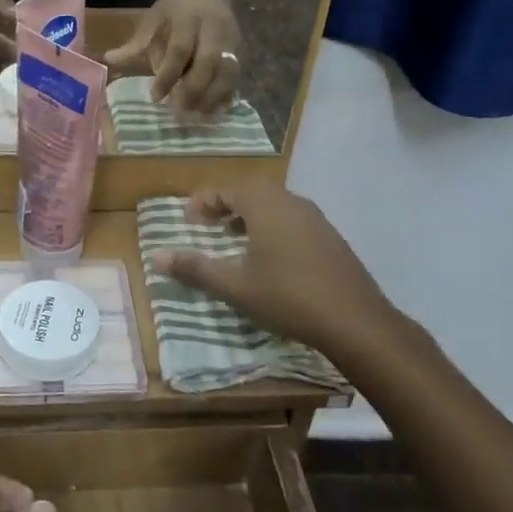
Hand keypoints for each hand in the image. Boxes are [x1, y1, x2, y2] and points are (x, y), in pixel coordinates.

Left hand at [105, 0, 239, 111]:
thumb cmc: (174, 6)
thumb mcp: (153, 18)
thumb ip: (135, 43)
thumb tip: (108, 61)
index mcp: (188, 19)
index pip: (179, 50)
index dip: (168, 75)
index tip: (156, 96)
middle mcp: (213, 29)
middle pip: (209, 62)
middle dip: (194, 89)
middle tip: (178, 111)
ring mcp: (231, 40)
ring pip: (227, 72)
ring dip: (212, 97)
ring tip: (195, 116)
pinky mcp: (241, 50)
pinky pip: (236, 77)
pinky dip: (226, 96)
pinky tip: (213, 112)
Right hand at [152, 184, 400, 358]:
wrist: (355, 321)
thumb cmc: (288, 297)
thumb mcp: (235, 286)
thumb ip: (196, 268)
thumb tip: (156, 257)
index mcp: (265, 206)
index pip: (228, 190)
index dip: (205, 201)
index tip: (189, 219)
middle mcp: (291, 202)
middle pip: (253, 191)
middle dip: (228, 204)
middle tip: (210, 225)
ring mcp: (316, 218)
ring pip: (276, 204)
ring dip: (252, 214)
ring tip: (236, 238)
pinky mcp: (331, 237)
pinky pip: (294, 219)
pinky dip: (274, 226)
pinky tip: (271, 256)